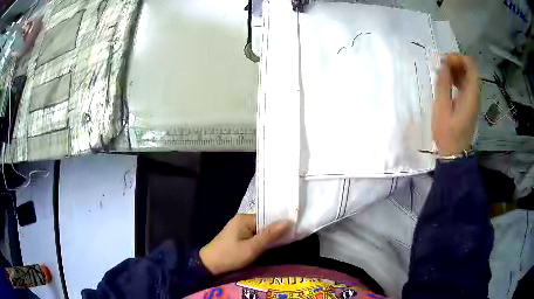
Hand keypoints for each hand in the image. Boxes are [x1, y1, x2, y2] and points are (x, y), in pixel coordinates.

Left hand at [199, 214, 290, 275]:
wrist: (209, 265)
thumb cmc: (230, 256)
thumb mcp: (252, 248)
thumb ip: (269, 235)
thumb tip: (287, 221)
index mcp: (244, 219)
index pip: (267, 218)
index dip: (280, 225)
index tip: (293, 231)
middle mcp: (241, 220)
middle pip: (264, 223)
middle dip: (275, 232)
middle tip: (289, 239)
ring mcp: (238, 227)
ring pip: (259, 230)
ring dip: (268, 237)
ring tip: (282, 243)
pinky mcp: (237, 235)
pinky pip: (253, 235)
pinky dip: (261, 240)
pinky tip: (268, 246)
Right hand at [432, 54, 478, 155]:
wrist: (454, 154)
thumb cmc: (447, 133)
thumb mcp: (442, 108)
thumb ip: (443, 84)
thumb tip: (443, 63)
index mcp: (471, 94)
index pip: (470, 65)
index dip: (458, 58)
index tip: (444, 60)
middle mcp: (474, 94)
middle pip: (469, 69)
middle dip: (455, 62)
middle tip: (440, 65)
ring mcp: (472, 100)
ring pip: (466, 76)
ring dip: (455, 70)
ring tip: (441, 72)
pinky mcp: (469, 104)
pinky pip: (465, 85)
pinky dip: (456, 79)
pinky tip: (447, 82)